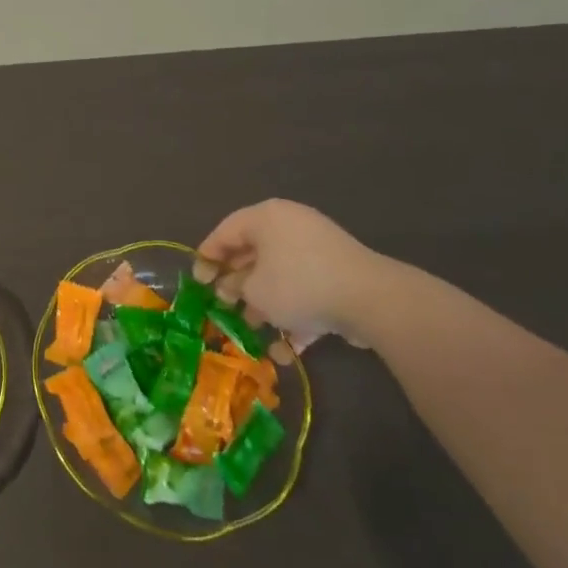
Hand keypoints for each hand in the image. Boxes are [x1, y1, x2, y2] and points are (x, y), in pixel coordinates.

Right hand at [193, 200, 405, 350]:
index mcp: (266, 218)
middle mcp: (290, 227)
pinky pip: (305, 291)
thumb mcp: (254, 290)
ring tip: (250, 331)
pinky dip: (294, 315)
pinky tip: (284, 350)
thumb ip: (236, 288)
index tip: (196, 282)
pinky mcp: (338, 276)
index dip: (207, 257)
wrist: (371, 299)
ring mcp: (318, 251)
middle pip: (253, 254)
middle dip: (236, 284)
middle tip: (220, 305)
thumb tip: (234, 290)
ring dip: (263, 304)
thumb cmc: (298, 284)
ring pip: (279, 276)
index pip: (226, 231)